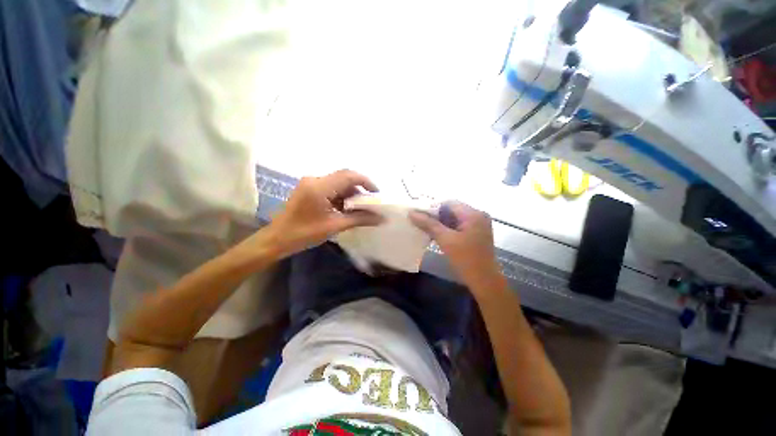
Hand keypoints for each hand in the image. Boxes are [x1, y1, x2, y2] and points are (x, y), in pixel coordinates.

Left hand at [269, 170, 382, 256]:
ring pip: (338, 183)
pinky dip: (341, 197)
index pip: (349, 175)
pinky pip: (331, 189)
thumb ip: (359, 219)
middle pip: (344, 178)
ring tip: (360, 209)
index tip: (377, 194)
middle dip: (359, 190)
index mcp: (319, 186)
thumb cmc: (303, 234)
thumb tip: (381, 218)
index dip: (366, 182)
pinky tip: (346, 209)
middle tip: (370, 203)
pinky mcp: (309, 189)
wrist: (276, 239)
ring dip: (351, 194)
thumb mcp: (334, 226)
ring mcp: (311, 183)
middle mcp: (315, 179)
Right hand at [409, 202, 500, 287]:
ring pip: (454, 218)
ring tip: (426, 230)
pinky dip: (448, 229)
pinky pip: (459, 226)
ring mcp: (478, 225)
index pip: (449, 203)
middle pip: (452, 210)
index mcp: (473, 214)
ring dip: (441, 223)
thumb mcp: (445, 240)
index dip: (433, 208)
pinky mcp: (476, 233)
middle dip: (436, 216)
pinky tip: (437, 236)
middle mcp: (478, 215)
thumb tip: (412, 213)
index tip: (420, 216)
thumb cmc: (466, 259)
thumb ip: (429, 224)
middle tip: (421, 224)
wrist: (484, 281)